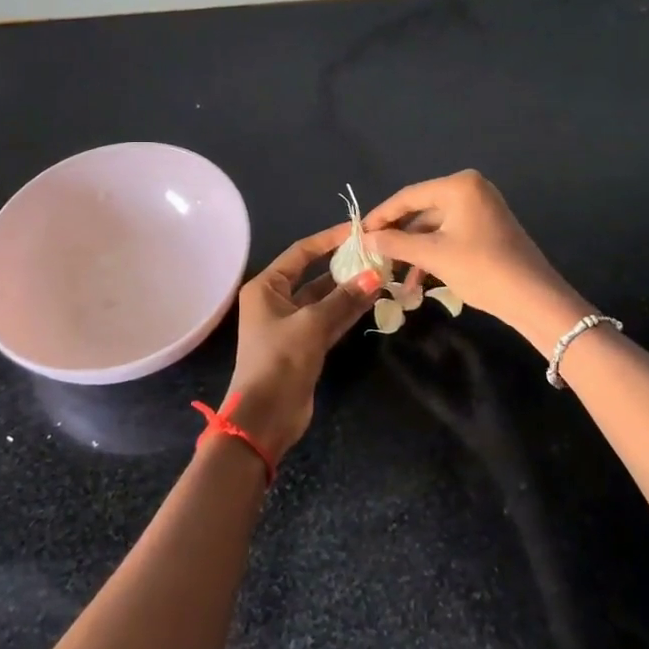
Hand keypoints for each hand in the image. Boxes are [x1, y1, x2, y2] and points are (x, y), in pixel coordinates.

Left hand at [222, 223, 381, 462]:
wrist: (265, 416)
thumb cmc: (280, 360)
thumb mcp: (312, 324)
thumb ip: (344, 298)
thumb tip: (374, 275)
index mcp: (266, 287)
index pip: (300, 253)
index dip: (328, 240)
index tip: (358, 231)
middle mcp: (276, 300)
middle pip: (314, 275)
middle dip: (344, 267)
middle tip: (376, 254)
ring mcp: (292, 324)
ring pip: (325, 299)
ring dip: (350, 290)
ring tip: (382, 274)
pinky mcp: (305, 346)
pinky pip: (330, 320)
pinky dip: (348, 311)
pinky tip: (373, 299)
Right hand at [362, 171, 587, 346]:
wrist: (534, 299)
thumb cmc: (481, 268)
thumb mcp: (433, 256)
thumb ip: (395, 244)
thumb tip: (365, 239)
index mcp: (459, 185)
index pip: (408, 196)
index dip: (380, 216)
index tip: (357, 233)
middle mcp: (471, 189)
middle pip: (421, 210)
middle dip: (397, 235)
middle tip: (371, 253)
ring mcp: (481, 208)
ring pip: (434, 226)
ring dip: (413, 249)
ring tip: (390, 273)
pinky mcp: (487, 229)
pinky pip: (449, 234)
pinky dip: (432, 253)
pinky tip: (415, 279)